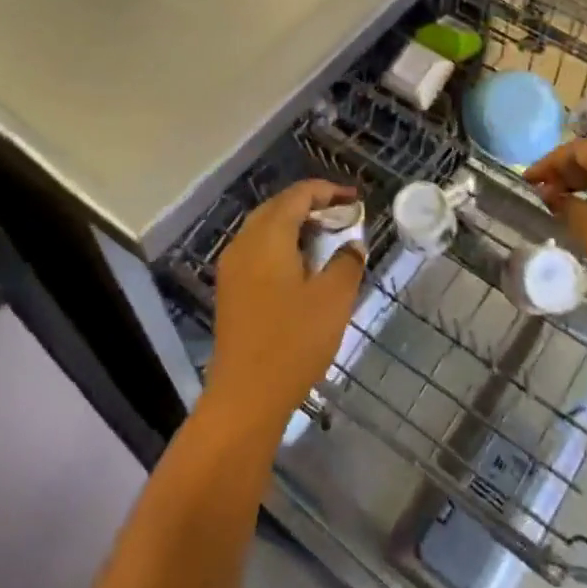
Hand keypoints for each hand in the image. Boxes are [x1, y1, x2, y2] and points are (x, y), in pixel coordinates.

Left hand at [205, 179, 364, 432]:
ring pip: (265, 228)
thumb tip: (352, 244)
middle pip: (278, 207)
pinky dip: (282, 245)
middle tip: (344, 216)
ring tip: (329, 238)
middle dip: (312, 205)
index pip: (297, 196)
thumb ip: (347, 263)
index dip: (328, 191)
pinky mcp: (231, 289)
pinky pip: (258, 249)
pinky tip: (304, 266)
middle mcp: (244, 243)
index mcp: (268, 237)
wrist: (245, 396)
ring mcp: (232, 267)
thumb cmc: (293, 342)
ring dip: (296, 225)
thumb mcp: (333, 300)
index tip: (356, 199)